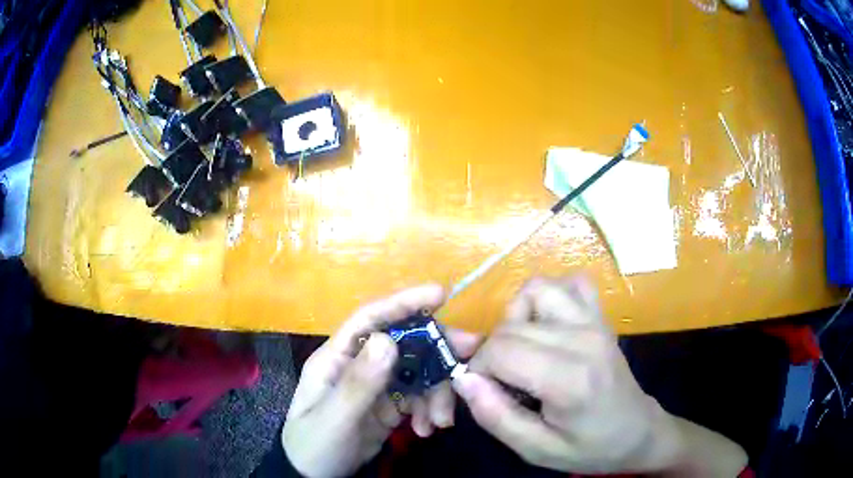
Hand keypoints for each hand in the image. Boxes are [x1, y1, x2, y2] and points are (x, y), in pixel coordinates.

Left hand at [282, 284, 477, 477]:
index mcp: (338, 357)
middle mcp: (360, 364)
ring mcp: (377, 385)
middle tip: (467, 362)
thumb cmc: (315, 444)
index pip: (370, 319)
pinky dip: (430, 409)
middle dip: (436, 352)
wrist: (317, 477)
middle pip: (404, 343)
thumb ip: (359, 382)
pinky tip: (429, 429)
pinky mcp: (391, 405)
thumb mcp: (334, 418)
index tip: (440, 294)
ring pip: (418, 372)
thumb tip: (386, 339)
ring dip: (436, 392)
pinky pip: (419, 397)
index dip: (403, 303)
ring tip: (440, 421)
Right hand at [453, 277, 746, 475]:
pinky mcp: (601, 316)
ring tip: (522, 350)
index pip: (500, 350)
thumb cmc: (589, 448)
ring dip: (516, 318)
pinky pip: (569, 283)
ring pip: (536, 289)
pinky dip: (550, 298)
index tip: (485, 392)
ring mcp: (595, 321)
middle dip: (492, 352)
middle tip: (503, 383)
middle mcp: (583, 339)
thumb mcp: (536, 450)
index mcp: (569, 379)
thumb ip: (495, 416)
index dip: (478, 369)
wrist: (637, 432)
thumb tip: (463, 377)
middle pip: (511, 325)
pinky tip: (548, 326)